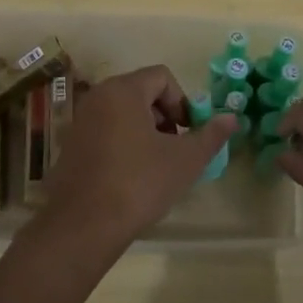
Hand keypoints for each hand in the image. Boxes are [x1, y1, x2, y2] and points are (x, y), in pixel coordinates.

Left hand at [34, 65, 237, 258]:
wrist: (83, 226)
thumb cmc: (139, 184)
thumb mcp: (185, 160)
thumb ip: (211, 135)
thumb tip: (232, 118)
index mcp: (123, 91)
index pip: (162, 77)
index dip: (183, 101)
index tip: (188, 133)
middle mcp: (98, 97)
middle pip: (142, 92)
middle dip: (165, 117)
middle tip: (175, 149)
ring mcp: (80, 121)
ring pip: (124, 112)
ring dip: (146, 131)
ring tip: (155, 165)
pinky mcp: (71, 145)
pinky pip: (106, 130)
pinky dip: (124, 143)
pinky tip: (131, 176)